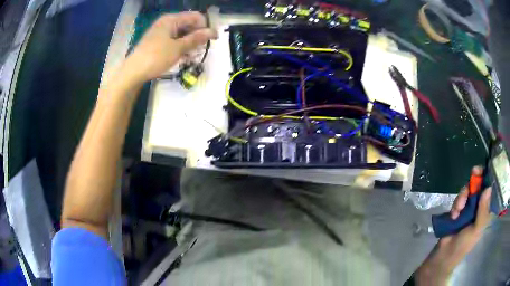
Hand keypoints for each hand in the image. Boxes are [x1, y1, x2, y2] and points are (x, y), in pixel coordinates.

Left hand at [123, 11, 217, 83]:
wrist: (133, 72)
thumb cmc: (156, 57)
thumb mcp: (178, 48)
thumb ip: (196, 39)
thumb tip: (213, 32)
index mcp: (172, 19)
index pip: (196, 17)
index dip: (205, 27)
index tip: (212, 40)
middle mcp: (167, 22)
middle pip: (189, 24)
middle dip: (197, 36)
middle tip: (201, 50)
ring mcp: (161, 32)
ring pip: (182, 33)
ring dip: (190, 43)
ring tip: (192, 56)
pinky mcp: (157, 41)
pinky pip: (174, 40)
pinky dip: (180, 46)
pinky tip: (183, 57)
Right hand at [415, 166, 492, 285]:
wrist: (444, 255)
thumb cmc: (463, 245)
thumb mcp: (476, 230)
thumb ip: (483, 211)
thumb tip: (488, 187)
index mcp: (486, 211)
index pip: (491, 190)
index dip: (489, 178)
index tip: (485, 168)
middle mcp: (479, 207)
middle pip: (480, 185)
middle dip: (475, 181)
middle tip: (472, 173)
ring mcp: (469, 208)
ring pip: (469, 190)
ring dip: (463, 196)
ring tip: (457, 210)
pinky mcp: (459, 209)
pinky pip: (460, 197)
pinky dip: (457, 203)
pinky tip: (453, 214)